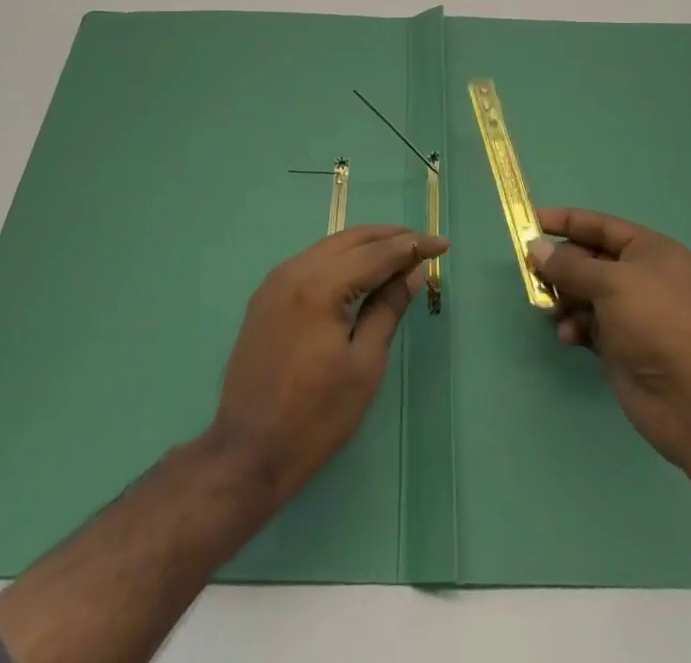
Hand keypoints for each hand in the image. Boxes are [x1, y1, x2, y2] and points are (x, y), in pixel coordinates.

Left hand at [209, 225, 446, 499]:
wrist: (247, 454)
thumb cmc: (315, 417)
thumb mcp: (364, 365)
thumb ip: (388, 309)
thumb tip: (413, 271)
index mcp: (319, 286)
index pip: (376, 253)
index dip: (413, 246)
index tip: (443, 244)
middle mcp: (294, 270)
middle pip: (351, 239)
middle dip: (390, 237)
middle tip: (424, 244)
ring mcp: (275, 281)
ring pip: (329, 246)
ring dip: (366, 245)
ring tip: (399, 254)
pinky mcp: (266, 296)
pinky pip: (311, 261)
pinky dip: (341, 259)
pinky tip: (359, 271)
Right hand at [527, 207, 690, 473]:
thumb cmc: (656, 323)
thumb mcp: (611, 283)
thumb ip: (570, 266)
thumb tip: (536, 248)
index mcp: (649, 251)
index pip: (600, 225)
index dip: (565, 221)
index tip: (529, 220)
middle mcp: (641, 277)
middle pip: (589, 260)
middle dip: (561, 266)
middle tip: (531, 272)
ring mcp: (631, 313)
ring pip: (584, 293)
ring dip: (564, 298)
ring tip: (549, 309)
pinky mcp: (622, 345)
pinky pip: (588, 324)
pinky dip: (574, 325)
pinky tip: (568, 336)